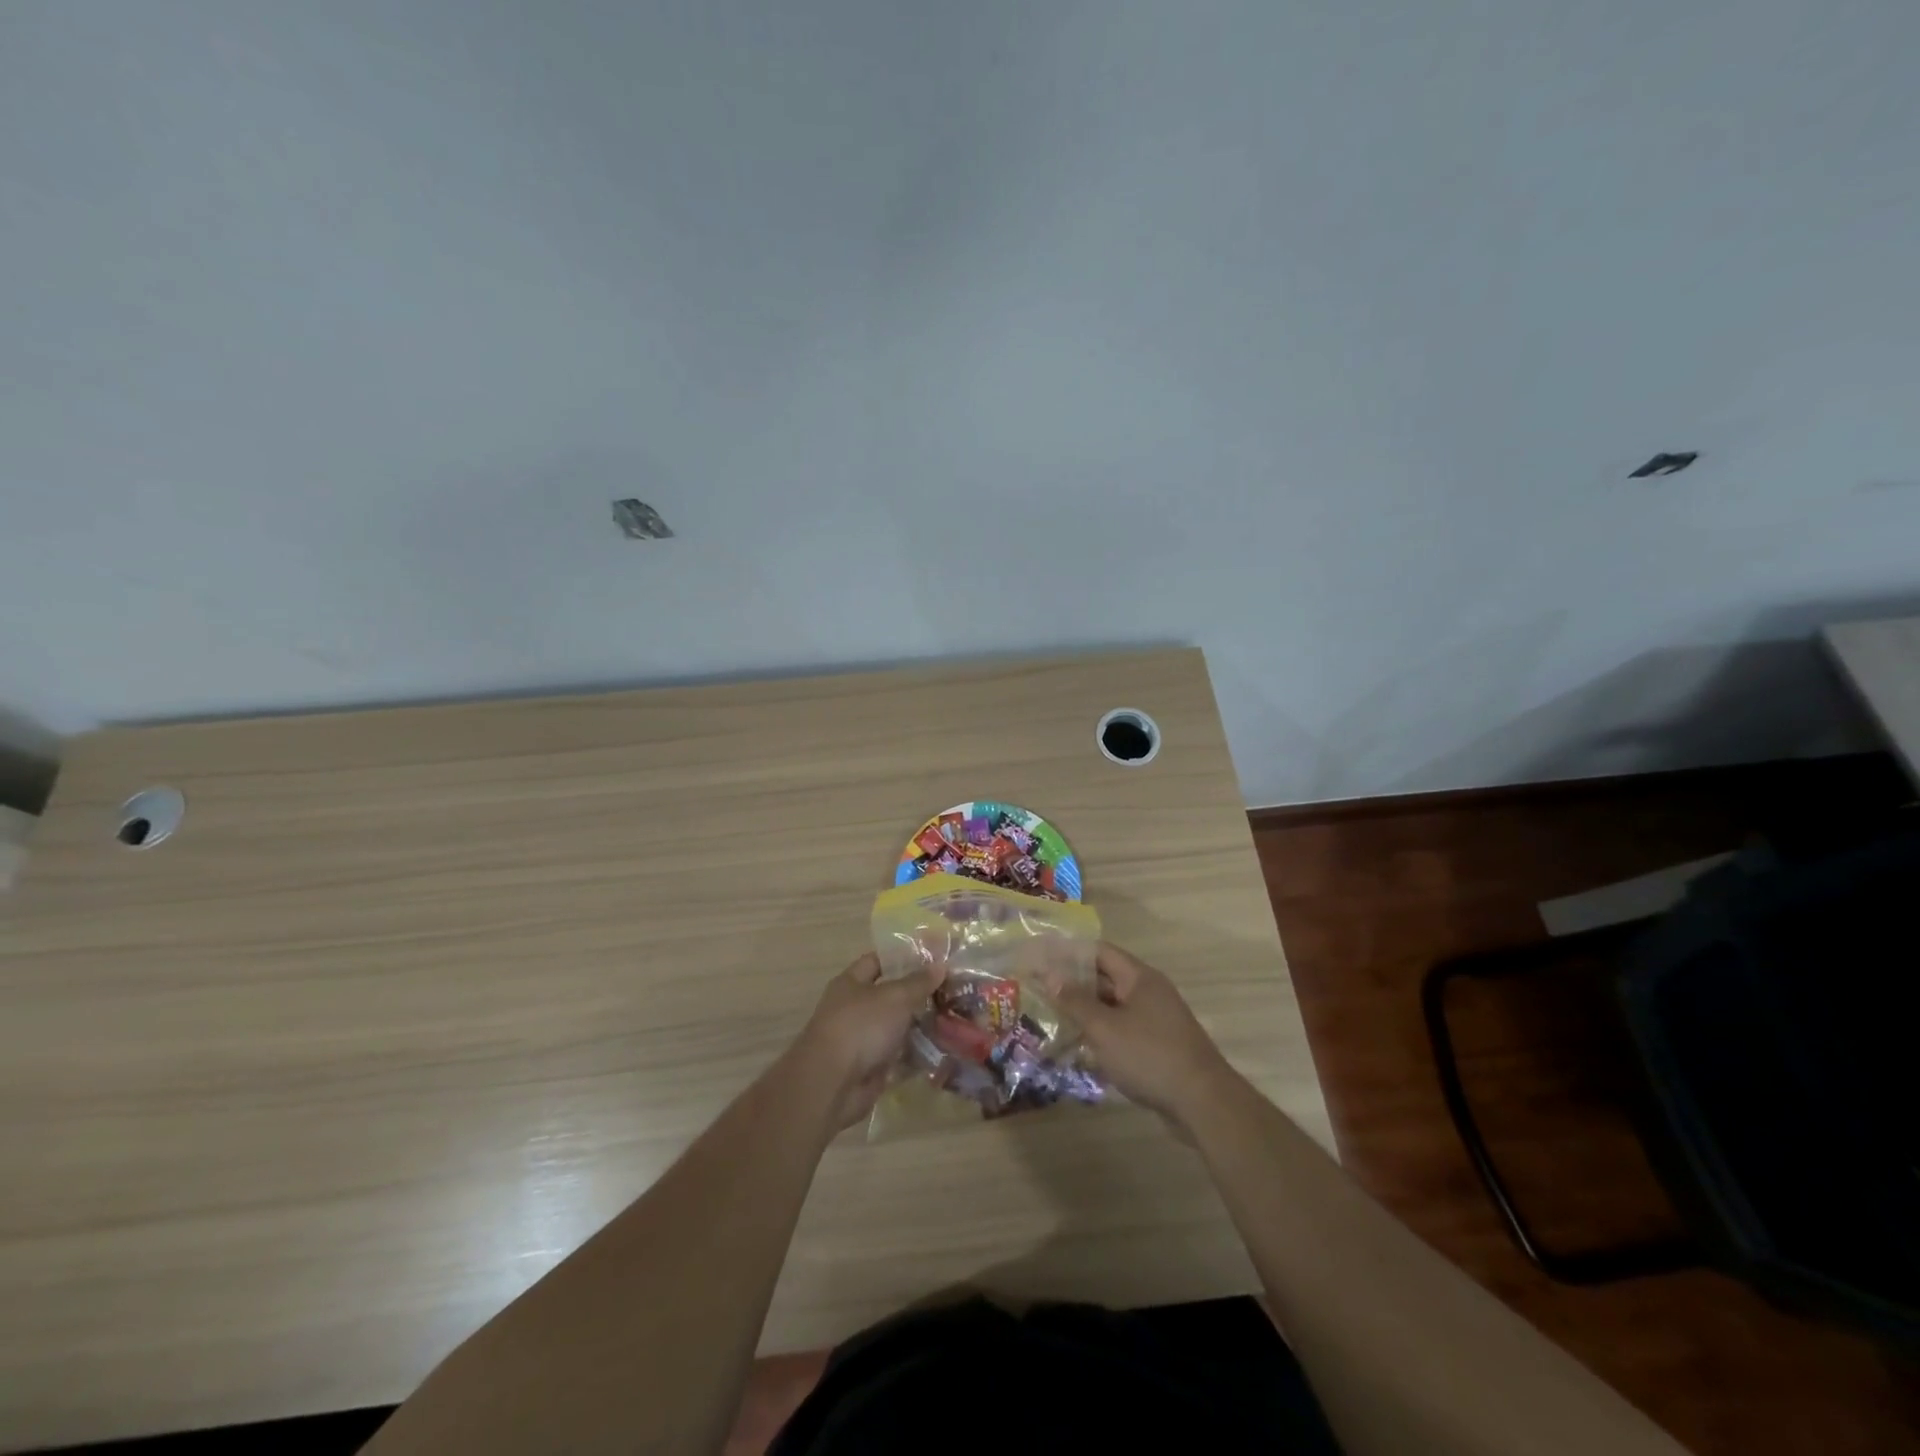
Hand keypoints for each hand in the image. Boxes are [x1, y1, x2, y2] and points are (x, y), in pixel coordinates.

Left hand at [791, 953, 943, 1129]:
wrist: (833, 1084)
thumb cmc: (861, 1026)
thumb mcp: (895, 997)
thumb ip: (919, 982)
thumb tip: (940, 965)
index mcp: (851, 983)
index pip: (877, 961)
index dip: (902, 958)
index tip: (932, 958)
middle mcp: (854, 1009)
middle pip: (890, 996)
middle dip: (918, 994)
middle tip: (951, 990)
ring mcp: (862, 1039)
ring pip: (897, 1027)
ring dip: (921, 1026)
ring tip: (953, 1019)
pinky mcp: (871, 1067)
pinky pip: (899, 1056)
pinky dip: (917, 1055)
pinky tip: (943, 1049)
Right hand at [1048, 943, 1237, 1134]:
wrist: (1202, 1103)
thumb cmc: (1149, 1056)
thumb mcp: (1105, 1028)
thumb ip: (1075, 1001)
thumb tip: (1049, 975)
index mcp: (1139, 978)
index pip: (1099, 952)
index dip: (1069, 953)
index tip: (1041, 960)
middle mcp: (1149, 992)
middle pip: (1105, 978)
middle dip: (1073, 984)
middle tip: (1039, 990)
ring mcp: (1156, 1020)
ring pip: (1112, 1007)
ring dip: (1085, 1011)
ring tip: (1052, 1018)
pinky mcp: (1157, 1046)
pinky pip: (1122, 1030)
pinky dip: (1101, 1033)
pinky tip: (1079, 1048)